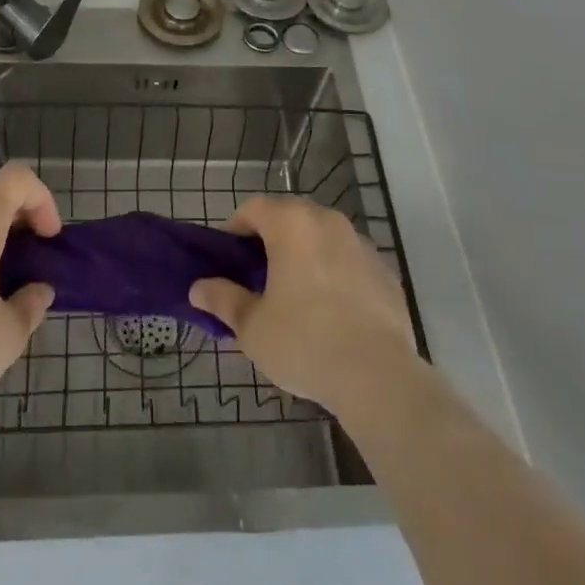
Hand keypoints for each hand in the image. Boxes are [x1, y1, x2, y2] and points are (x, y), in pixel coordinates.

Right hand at [189, 195, 416, 413]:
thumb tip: (198, 288)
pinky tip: (332, 312)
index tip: (228, 261)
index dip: (235, 230)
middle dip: (271, 240)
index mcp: (292, 223)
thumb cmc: (304, 342)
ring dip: (305, 255)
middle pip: (290, 218)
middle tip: (258, 278)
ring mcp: (361, 243)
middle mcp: (328, 221)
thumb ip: (223, 300)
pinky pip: (349, 261)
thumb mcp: (252, 326)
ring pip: (322, 238)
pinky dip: (336, 274)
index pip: (253, 208)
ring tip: (296, 296)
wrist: (378, 377)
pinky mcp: (385, 270)